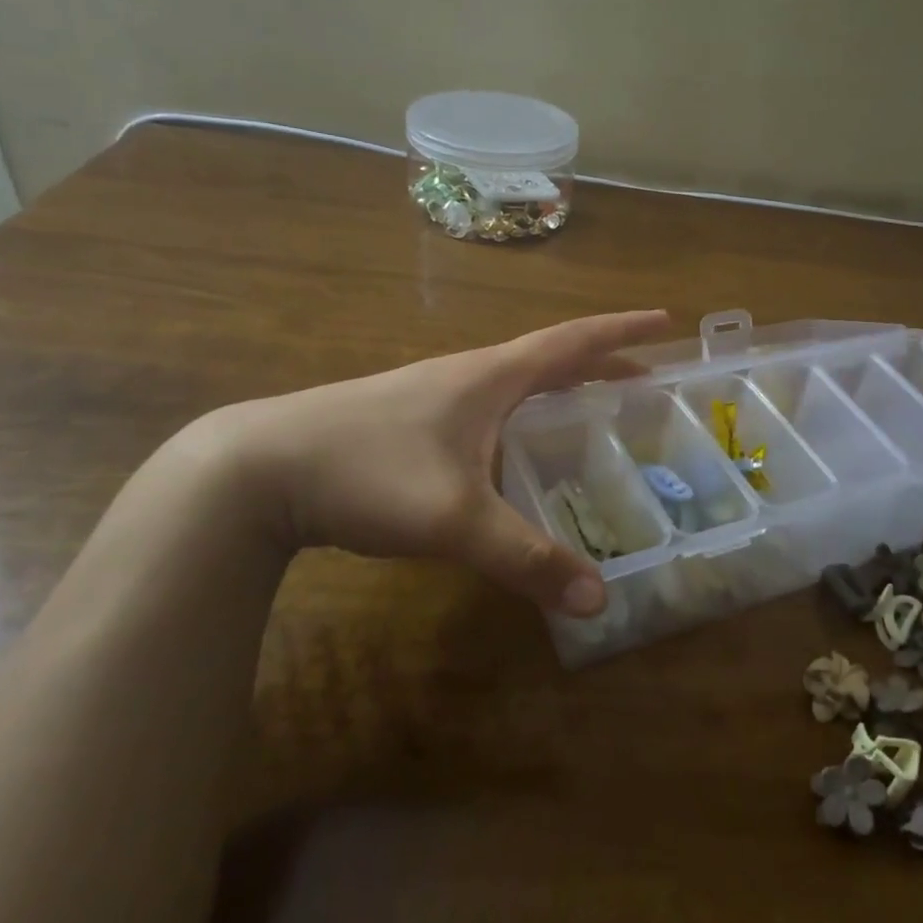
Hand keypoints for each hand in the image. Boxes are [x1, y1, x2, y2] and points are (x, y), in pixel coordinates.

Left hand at [207, 310, 669, 616]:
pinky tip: (516, 448)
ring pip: (516, 382)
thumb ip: (527, 559)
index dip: (623, 332)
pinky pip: (489, 406)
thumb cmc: (367, 472)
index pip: (574, 341)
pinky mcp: (411, 420)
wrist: (257, 468)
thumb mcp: (455, 519)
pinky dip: (524, 413)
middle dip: (603, 363)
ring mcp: (436, 395)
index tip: (666, 323)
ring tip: (592, 408)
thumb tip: (598, 600)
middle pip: (551, 358)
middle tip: (645, 378)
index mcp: (492, 377)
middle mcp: (469, 375)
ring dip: (561, 386)